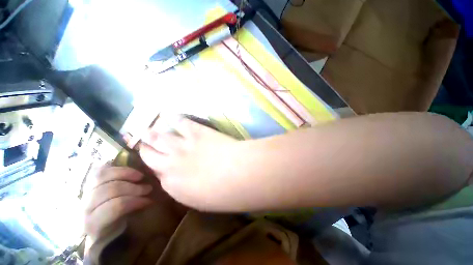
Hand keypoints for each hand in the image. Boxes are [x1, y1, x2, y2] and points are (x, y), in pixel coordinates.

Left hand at [83, 165, 152, 240]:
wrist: (90, 228)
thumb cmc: (108, 233)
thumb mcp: (119, 232)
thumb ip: (129, 220)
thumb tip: (148, 203)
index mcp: (93, 223)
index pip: (115, 207)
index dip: (134, 201)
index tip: (149, 201)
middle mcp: (85, 207)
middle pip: (110, 189)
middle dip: (133, 188)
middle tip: (148, 188)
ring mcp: (83, 193)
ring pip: (103, 176)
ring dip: (126, 174)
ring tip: (140, 176)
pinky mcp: (86, 184)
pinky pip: (100, 170)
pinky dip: (115, 168)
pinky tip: (128, 171)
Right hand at [139, 117, 238, 210]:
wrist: (236, 174)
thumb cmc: (222, 194)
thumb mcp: (199, 200)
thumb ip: (184, 191)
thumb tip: (178, 182)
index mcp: (172, 183)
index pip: (157, 173)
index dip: (157, 166)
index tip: (158, 162)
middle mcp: (170, 163)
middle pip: (151, 154)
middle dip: (145, 148)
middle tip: (142, 142)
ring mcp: (182, 145)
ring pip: (159, 137)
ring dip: (151, 133)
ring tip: (146, 129)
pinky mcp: (195, 132)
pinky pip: (180, 122)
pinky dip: (172, 117)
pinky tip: (166, 113)